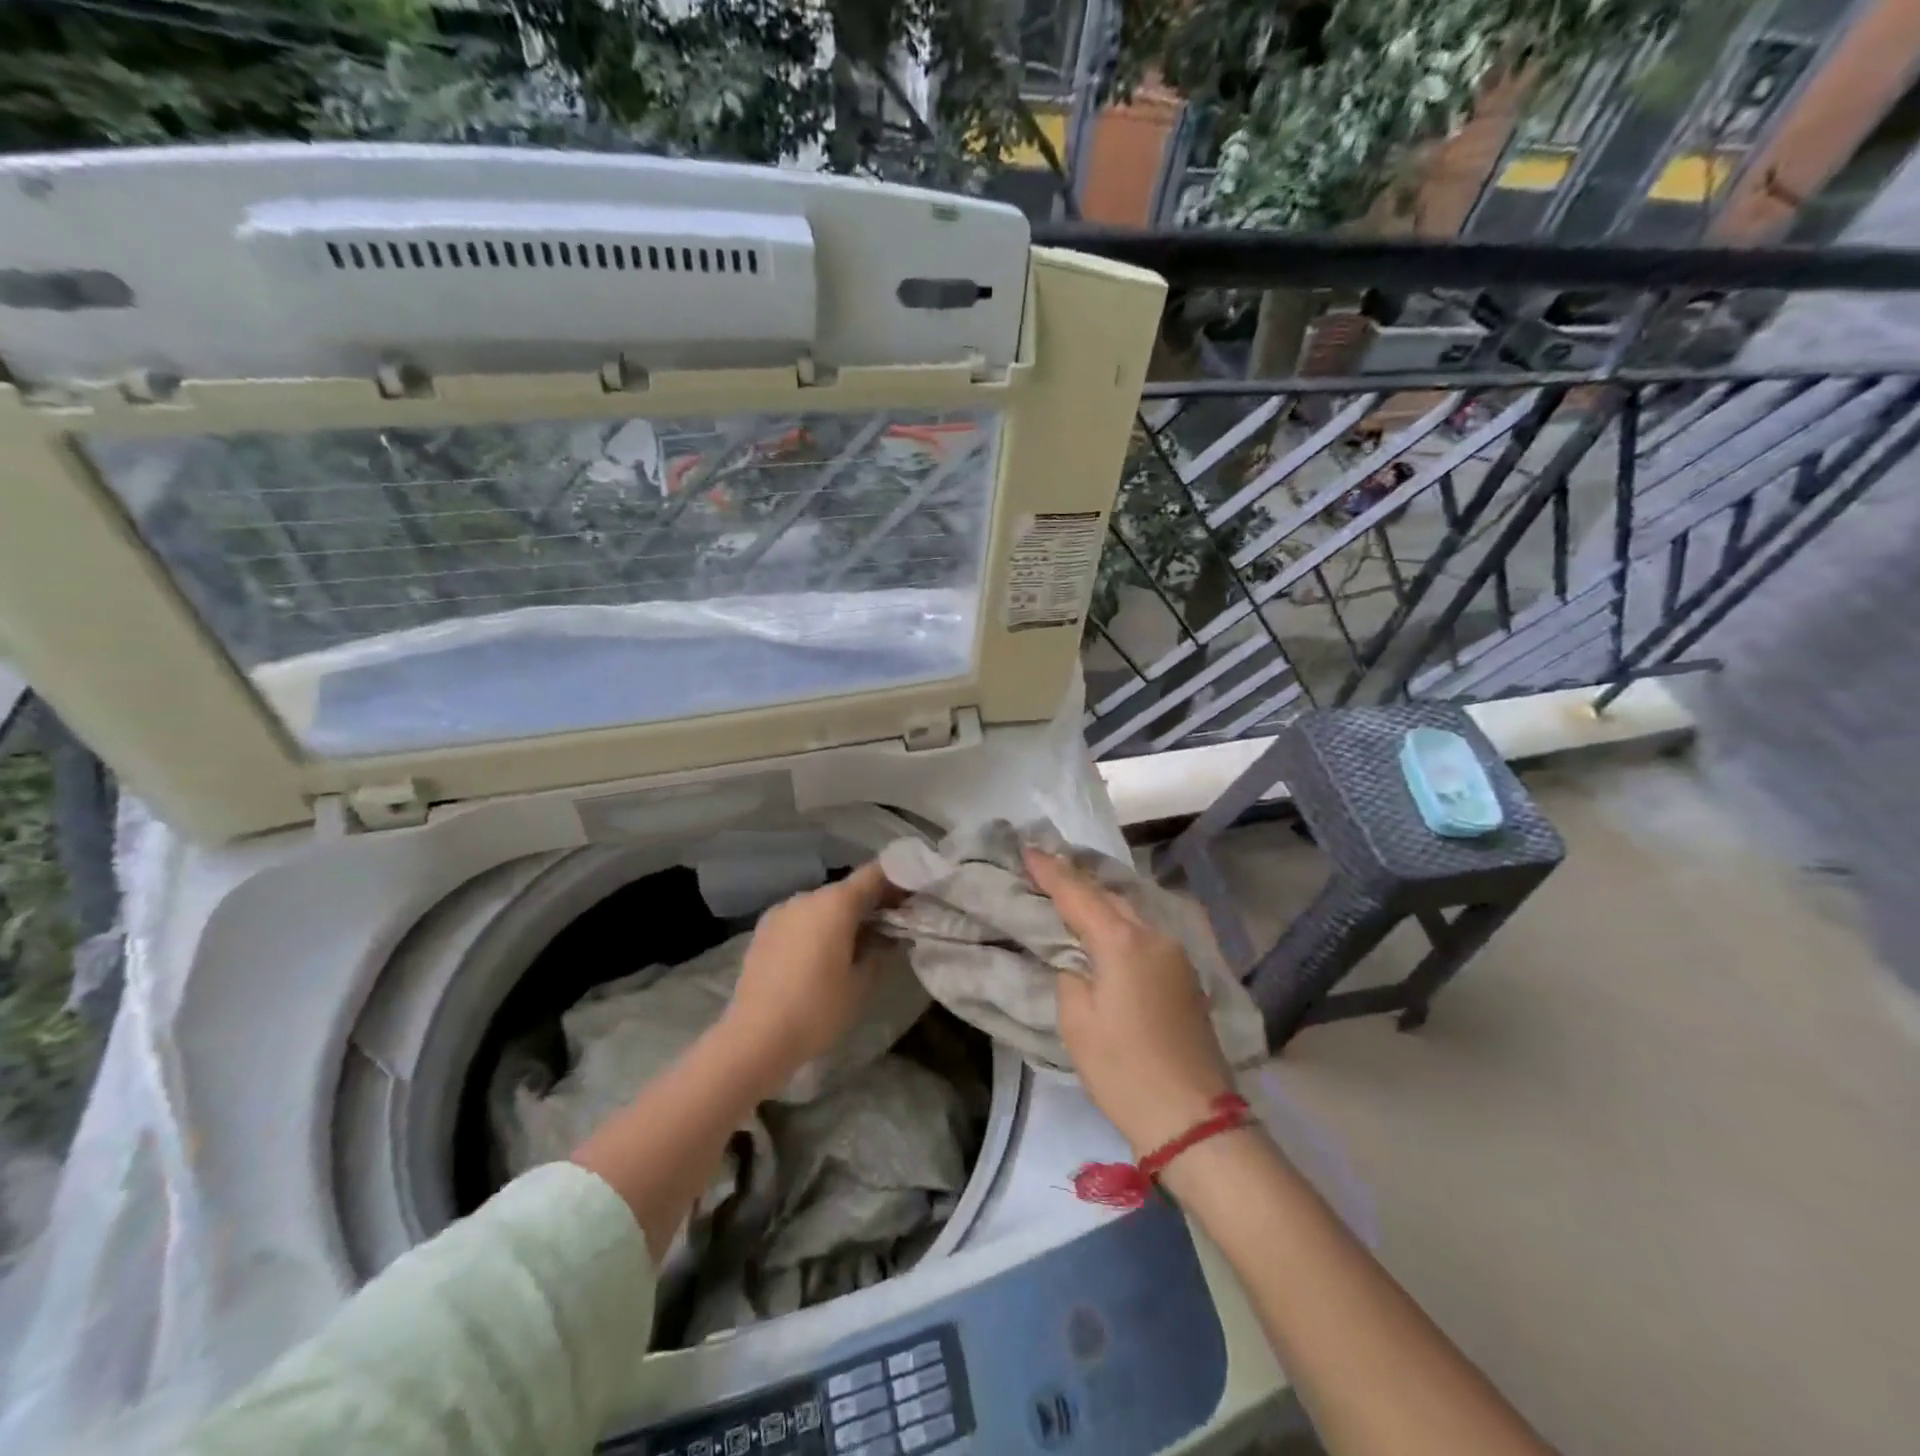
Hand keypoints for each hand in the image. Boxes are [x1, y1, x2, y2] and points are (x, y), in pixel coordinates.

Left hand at [719, 862, 898, 1090]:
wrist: (755, 1038)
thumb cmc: (818, 1009)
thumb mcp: (862, 983)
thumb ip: (881, 950)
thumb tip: (888, 935)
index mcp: (836, 902)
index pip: (875, 874)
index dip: (897, 880)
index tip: (912, 898)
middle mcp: (807, 897)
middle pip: (847, 890)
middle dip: (871, 903)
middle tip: (891, 927)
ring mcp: (781, 912)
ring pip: (822, 905)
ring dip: (842, 917)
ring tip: (855, 946)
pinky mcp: (763, 931)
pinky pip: (800, 920)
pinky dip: (817, 928)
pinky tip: (821, 957)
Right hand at [1024, 848, 1235, 1154]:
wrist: (1192, 1118)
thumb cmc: (1124, 1070)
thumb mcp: (1078, 1022)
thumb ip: (1070, 975)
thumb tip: (1077, 960)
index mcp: (1123, 942)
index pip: (1078, 894)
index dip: (1050, 871)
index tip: (1027, 850)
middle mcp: (1154, 935)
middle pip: (1109, 895)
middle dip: (1076, 879)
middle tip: (1044, 867)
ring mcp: (1175, 953)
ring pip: (1131, 911)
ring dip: (1100, 898)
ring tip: (1071, 892)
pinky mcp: (1185, 974)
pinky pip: (1145, 932)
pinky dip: (1120, 922)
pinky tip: (1106, 927)